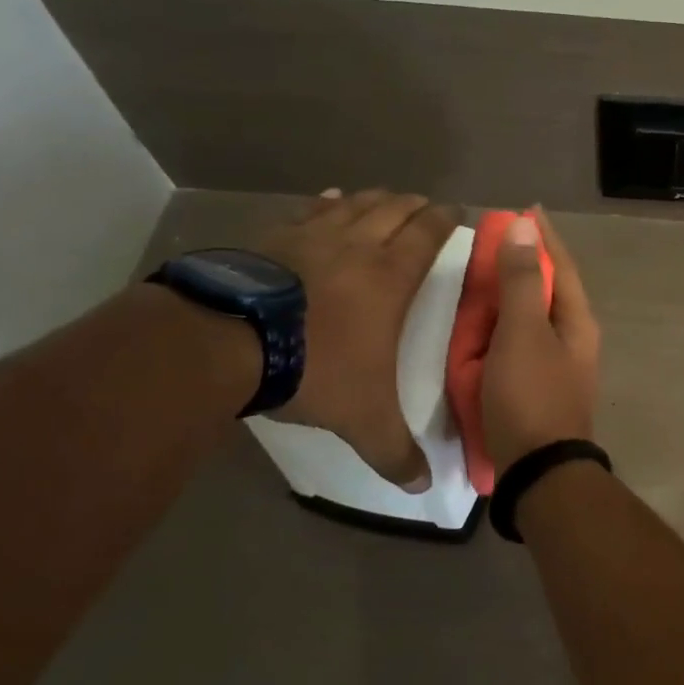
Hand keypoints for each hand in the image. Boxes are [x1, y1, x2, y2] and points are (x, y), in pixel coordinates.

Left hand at [254, 188, 455, 488]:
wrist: (227, 343)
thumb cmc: (314, 368)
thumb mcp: (363, 418)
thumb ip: (394, 452)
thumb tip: (423, 488)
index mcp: (390, 277)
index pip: (427, 235)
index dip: (445, 220)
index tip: (457, 211)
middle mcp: (358, 246)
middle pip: (394, 210)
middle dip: (415, 205)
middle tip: (427, 204)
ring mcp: (312, 237)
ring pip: (355, 204)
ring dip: (376, 198)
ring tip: (388, 196)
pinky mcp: (274, 239)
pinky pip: (310, 211)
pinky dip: (327, 203)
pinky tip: (330, 198)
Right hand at [482, 210, 600, 472]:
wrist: (538, 472)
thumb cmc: (530, 396)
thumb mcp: (522, 333)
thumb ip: (520, 280)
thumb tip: (525, 226)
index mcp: (576, 320)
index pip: (560, 264)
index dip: (542, 236)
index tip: (524, 209)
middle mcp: (573, 338)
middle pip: (547, 289)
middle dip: (523, 263)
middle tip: (493, 243)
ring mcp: (557, 364)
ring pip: (531, 316)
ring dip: (509, 296)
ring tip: (482, 279)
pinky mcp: (537, 386)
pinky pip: (518, 344)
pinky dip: (500, 328)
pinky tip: (480, 328)